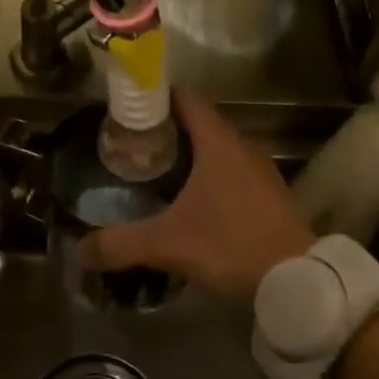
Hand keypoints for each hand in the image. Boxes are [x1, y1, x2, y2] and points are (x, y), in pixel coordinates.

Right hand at [81, 91, 316, 300]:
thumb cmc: (231, 246)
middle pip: (199, 122)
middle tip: (132, 145)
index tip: (128, 109)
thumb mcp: (168, 244)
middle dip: (166, 129)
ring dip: (189, 154)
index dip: (156, 98)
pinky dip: (209, 174)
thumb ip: (121, 245)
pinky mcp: (270, 193)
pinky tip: (191, 200)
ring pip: (217, 148)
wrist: (298, 280)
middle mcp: (242, 146)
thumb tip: (80, 251)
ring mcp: (261, 169)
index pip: (185, 99)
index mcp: (219, 143)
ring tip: (155, 171)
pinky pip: (232, 170)